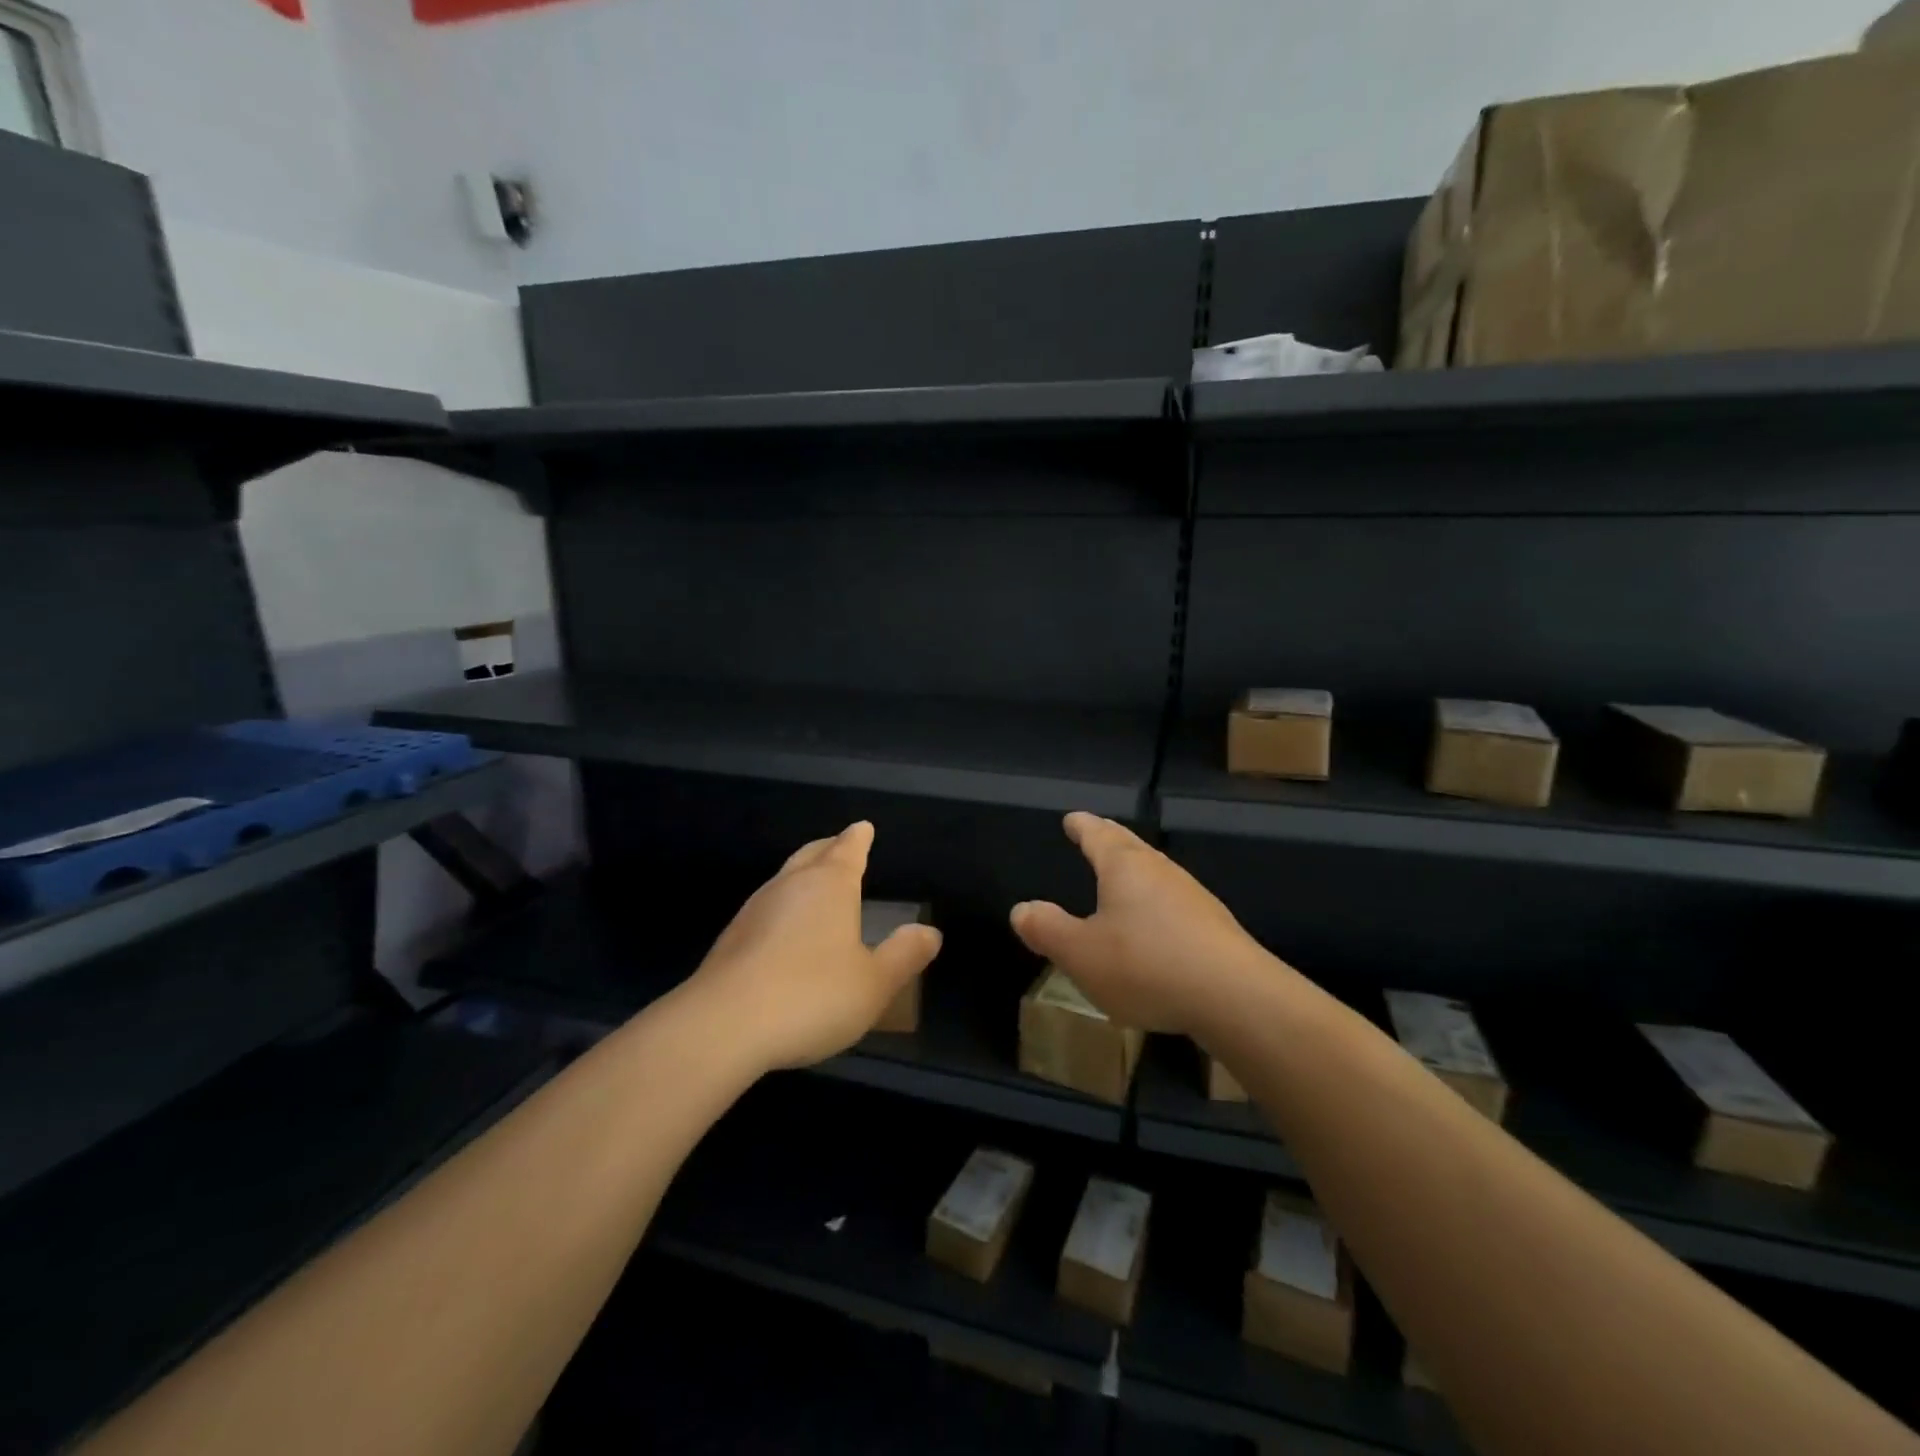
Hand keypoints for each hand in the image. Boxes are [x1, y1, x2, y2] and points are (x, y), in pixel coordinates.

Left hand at [687, 821, 942, 1071]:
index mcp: (829, 886)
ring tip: (815, 883)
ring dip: (803, 875)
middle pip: (812, 854)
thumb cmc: (811, 996)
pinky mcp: (732, 938)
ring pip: (785, 879)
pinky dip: (783, 907)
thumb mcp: (873, 983)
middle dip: (829, 848)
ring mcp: (755, 909)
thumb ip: (904, 955)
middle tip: (840, 845)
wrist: (723, 1026)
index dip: (858, 838)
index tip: (863, 827)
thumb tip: (930, 932)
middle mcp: (790, 886)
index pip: (847, 849)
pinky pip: (767, 908)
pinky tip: (785, 930)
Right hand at [1009, 812, 1268, 1036]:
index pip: (1097, 835)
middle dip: (1110, 839)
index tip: (1072, 818)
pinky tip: (1156, 926)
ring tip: (1122, 877)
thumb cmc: (1146, 965)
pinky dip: (1156, 903)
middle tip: (1097, 832)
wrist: (1235, 997)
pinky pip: (1174, 903)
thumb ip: (1048, 930)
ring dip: (1136, 871)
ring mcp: (1192, 896)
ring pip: (1155, 873)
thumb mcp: (1081, 954)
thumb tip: (1021, 909)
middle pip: (1130, 846)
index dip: (1082, 827)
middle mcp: (1160, 871)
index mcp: (1124, 867)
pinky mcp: (1214, 927)